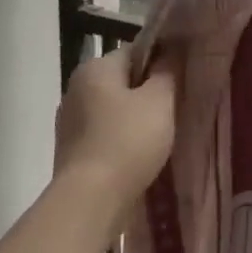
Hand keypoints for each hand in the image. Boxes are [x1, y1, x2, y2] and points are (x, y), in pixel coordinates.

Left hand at [54, 49, 176, 226]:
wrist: (90, 201)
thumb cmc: (128, 141)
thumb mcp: (160, 100)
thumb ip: (167, 71)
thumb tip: (170, 53)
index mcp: (95, 68)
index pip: (135, 51)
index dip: (161, 61)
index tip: (181, 79)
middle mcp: (76, 89)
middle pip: (123, 81)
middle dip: (148, 92)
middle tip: (175, 107)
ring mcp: (70, 122)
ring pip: (114, 110)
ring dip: (135, 118)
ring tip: (162, 135)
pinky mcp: (71, 152)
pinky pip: (105, 135)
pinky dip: (121, 140)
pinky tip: (140, 155)